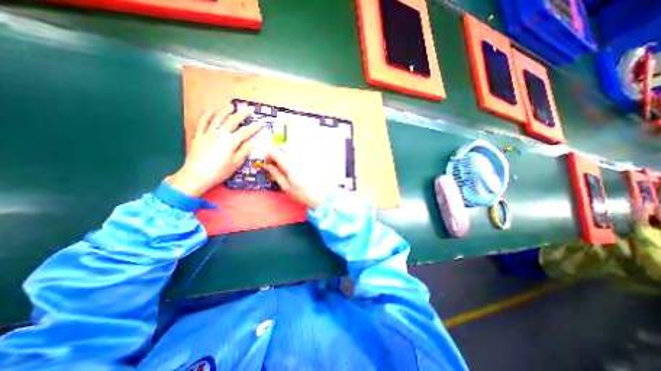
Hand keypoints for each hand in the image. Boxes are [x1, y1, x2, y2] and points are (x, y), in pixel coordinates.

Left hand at [167, 106, 261, 197]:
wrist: (196, 175)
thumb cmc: (219, 171)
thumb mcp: (236, 164)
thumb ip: (244, 151)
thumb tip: (252, 142)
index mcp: (231, 141)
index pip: (245, 132)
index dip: (254, 127)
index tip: (260, 123)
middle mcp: (220, 134)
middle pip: (233, 121)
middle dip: (242, 114)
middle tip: (249, 109)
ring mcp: (208, 133)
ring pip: (218, 118)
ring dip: (225, 111)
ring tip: (232, 106)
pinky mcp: (199, 135)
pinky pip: (203, 122)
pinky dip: (207, 115)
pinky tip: (211, 110)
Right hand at [266, 148, 333, 210]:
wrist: (324, 195)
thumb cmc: (304, 194)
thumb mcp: (286, 187)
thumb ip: (276, 174)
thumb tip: (268, 165)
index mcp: (289, 164)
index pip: (274, 152)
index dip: (268, 156)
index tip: (268, 164)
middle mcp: (298, 156)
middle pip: (283, 146)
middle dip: (276, 152)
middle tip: (276, 163)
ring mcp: (307, 155)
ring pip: (293, 146)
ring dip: (286, 151)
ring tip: (285, 162)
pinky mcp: (313, 156)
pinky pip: (302, 149)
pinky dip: (295, 152)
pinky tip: (297, 162)